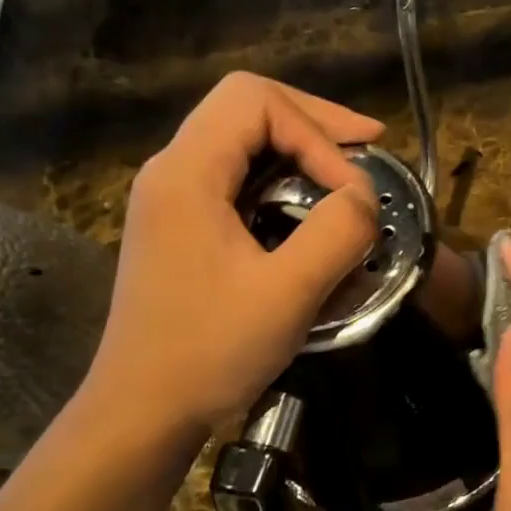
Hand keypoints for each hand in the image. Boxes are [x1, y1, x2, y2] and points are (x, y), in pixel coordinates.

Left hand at [88, 73, 380, 435]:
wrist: (141, 410)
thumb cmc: (209, 351)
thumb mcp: (287, 293)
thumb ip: (336, 232)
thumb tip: (363, 196)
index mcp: (186, 172)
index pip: (256, 101)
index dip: (317, 130)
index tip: (353, 187)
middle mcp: (171, 171)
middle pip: (245, 108)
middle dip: (313, 122)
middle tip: (368, 146)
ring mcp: (171, 200)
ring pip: (239, 142)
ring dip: (298, 150)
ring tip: (346, 174)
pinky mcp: (179, 229)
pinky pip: (234, 180)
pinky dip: (279, 181)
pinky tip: (307, 210)